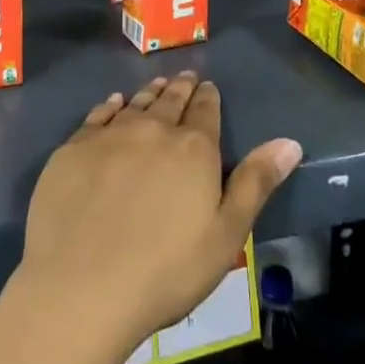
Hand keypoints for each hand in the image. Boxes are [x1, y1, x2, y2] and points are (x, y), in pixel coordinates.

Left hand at [16, 73, 301, 352]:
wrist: (82, 286)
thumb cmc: (166, 271)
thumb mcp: (226, 235)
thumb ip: (256, 183)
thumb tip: (290, 142)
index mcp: (194, 148)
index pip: (205, 111)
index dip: (208, 97)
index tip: (208, 87)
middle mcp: (153, 129)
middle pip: (170, 101)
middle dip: (181, 88)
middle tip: (185, 78)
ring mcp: (110, 135)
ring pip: (136, 103)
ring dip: (150, 93)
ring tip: (157, 85)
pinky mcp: (74, 148)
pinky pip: (98, 115)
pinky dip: (110, 105)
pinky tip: (114, 102)